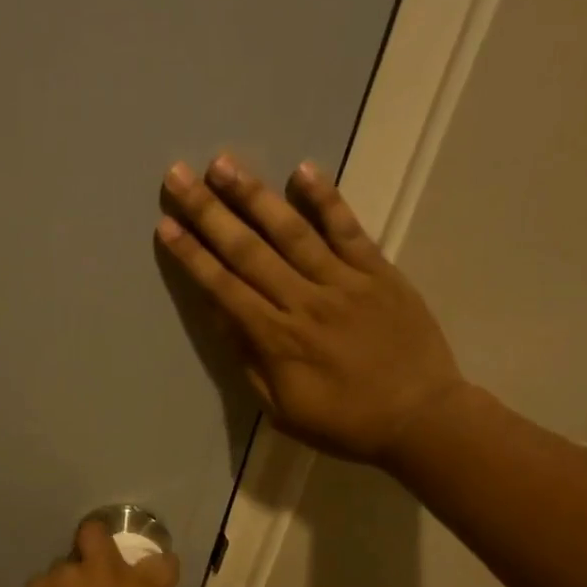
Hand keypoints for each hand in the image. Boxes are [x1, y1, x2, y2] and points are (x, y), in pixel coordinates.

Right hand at [155, 155, 464, 466]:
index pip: (224, 289)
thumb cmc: (345, 423)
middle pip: (248, 251)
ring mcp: (344, 282)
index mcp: (278, 340)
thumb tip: (219, 317)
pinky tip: (303, 170)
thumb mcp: (284, 410)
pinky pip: (348, 230)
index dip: (192, 256)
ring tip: (223, 163)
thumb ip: (250, 362)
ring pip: (292, 231)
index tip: (166, 225)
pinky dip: (326, 199)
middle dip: (209, 212)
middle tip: (178, 175)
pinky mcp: (378, 272)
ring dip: (254, 195)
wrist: (421, 418)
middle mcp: (304, 302)